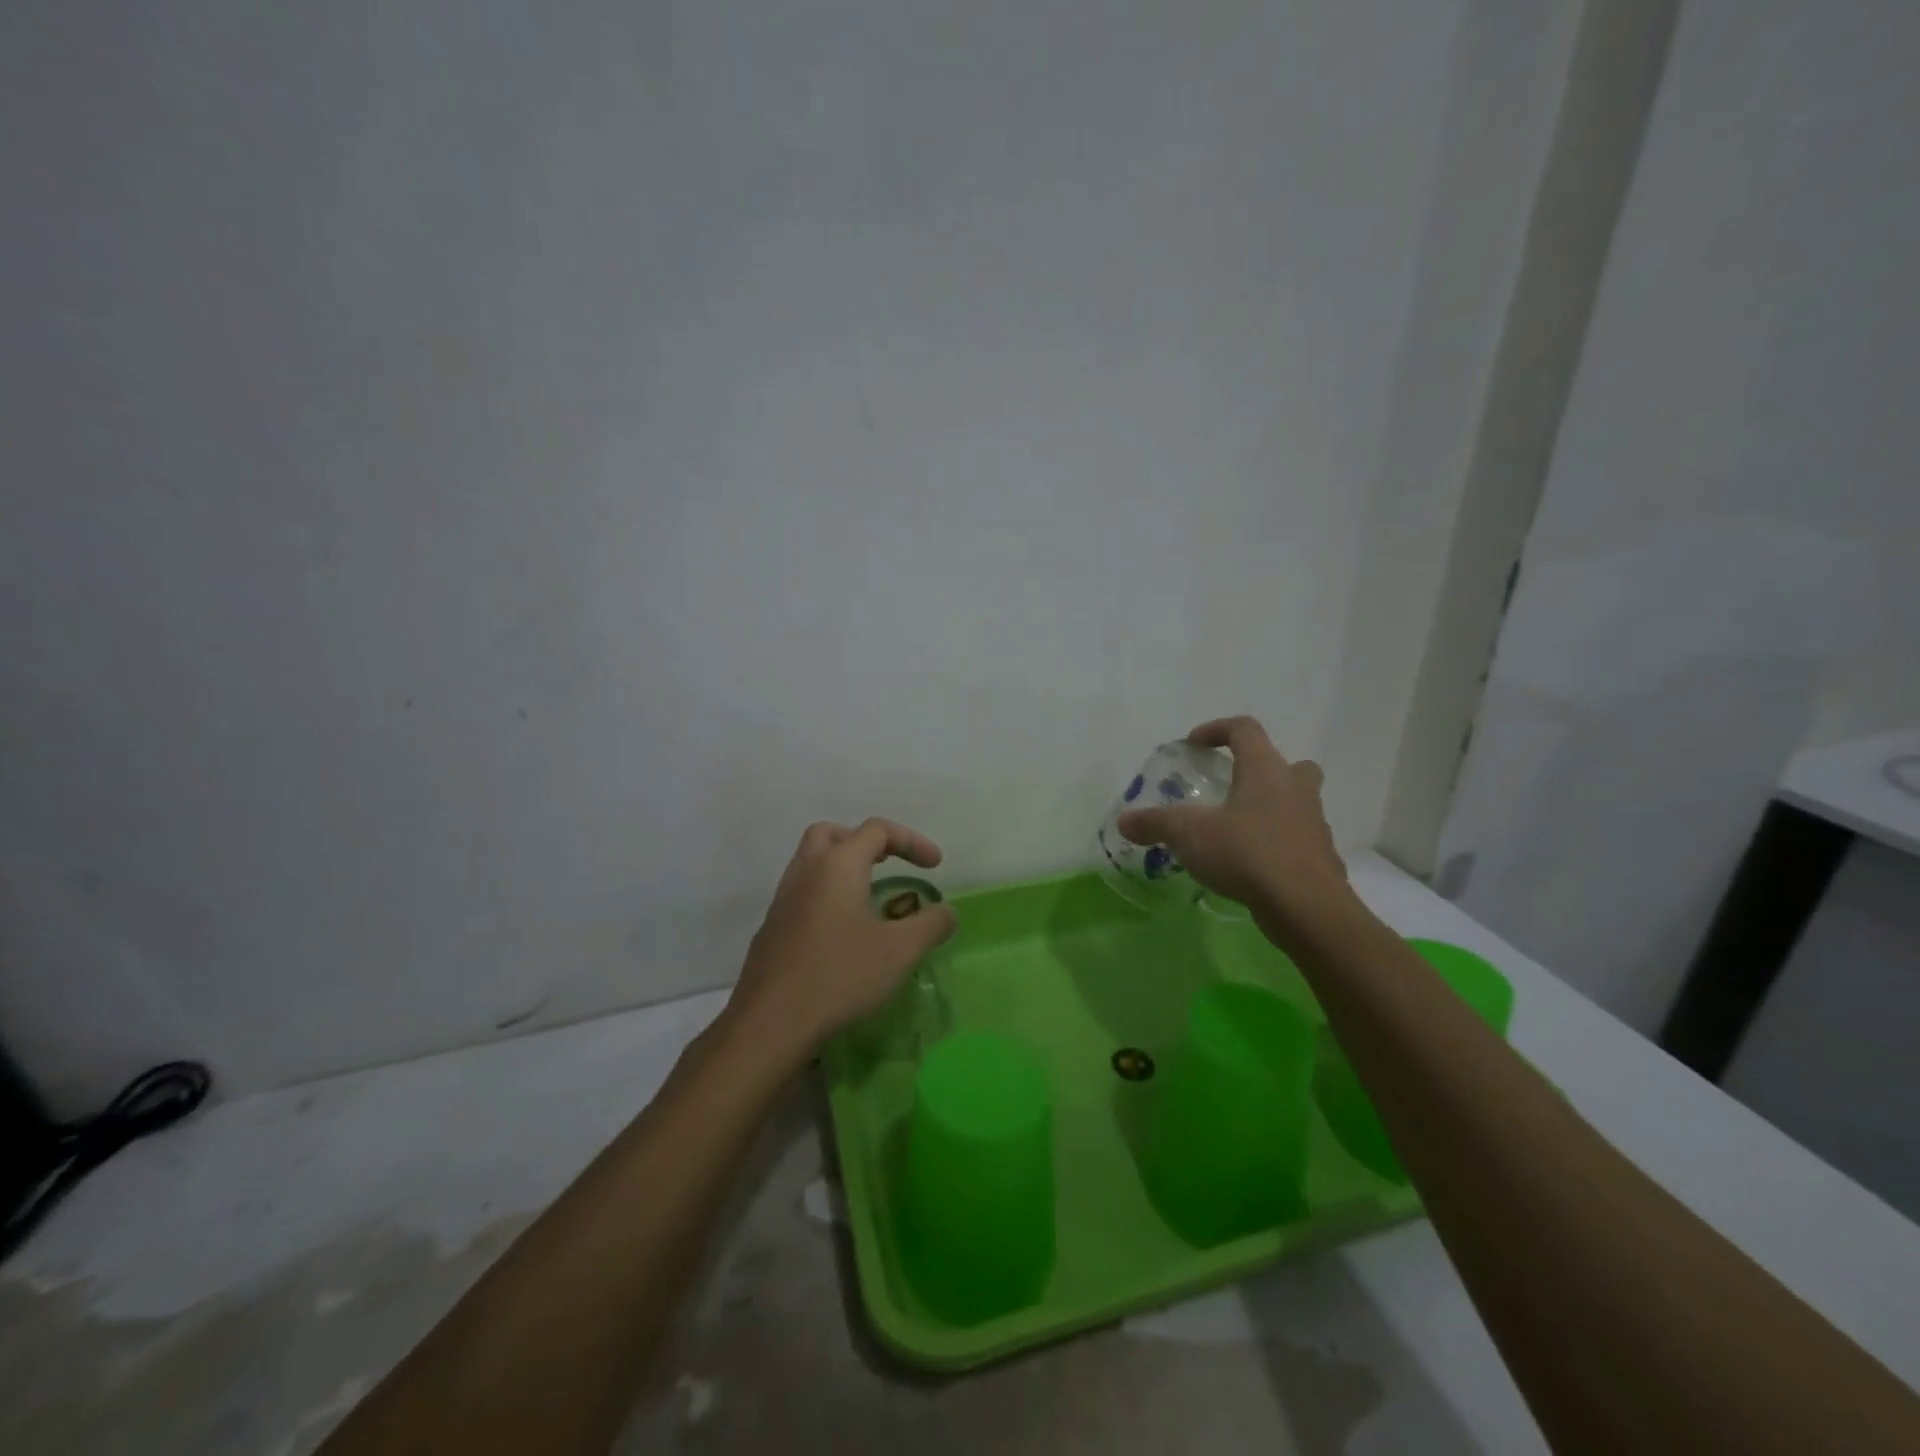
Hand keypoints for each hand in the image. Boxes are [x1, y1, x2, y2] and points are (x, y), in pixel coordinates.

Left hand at [727, 818, 956, 1054]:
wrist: (770, 1023)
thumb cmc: (840, 975)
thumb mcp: (900, 951)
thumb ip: (931, 925)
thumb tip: (947, 912)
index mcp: (838, 865)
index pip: (877, 830)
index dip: (911, 840)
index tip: (935, 866)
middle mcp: (806, 871)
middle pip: (833, 834)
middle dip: (865, 842)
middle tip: (888, 864)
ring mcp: (782, 900)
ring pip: (811, 863)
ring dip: (842, 869)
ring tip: (869, 899)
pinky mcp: (771, 928)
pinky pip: (801, 894)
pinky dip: (825, 897)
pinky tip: (842, 934)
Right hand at [1117, 716, 1347, 932]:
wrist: (1306, 907)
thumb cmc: (1247, 853)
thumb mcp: (1189, 834)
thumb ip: (1155, 823)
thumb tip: (1124, 821)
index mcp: (1265, 770)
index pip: (1245, 729)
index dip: (1217, 729)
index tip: (1194, 745)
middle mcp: (1296, 789)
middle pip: (1287, 764)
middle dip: (1260, 769)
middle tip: (1232, 786)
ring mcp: (1314, 824)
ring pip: (1296, 803)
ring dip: (1270, 808)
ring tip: (1237, 830)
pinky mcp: (1321, 859)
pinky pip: (1297, 840)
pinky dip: (1277, 845)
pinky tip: (1252, 866)